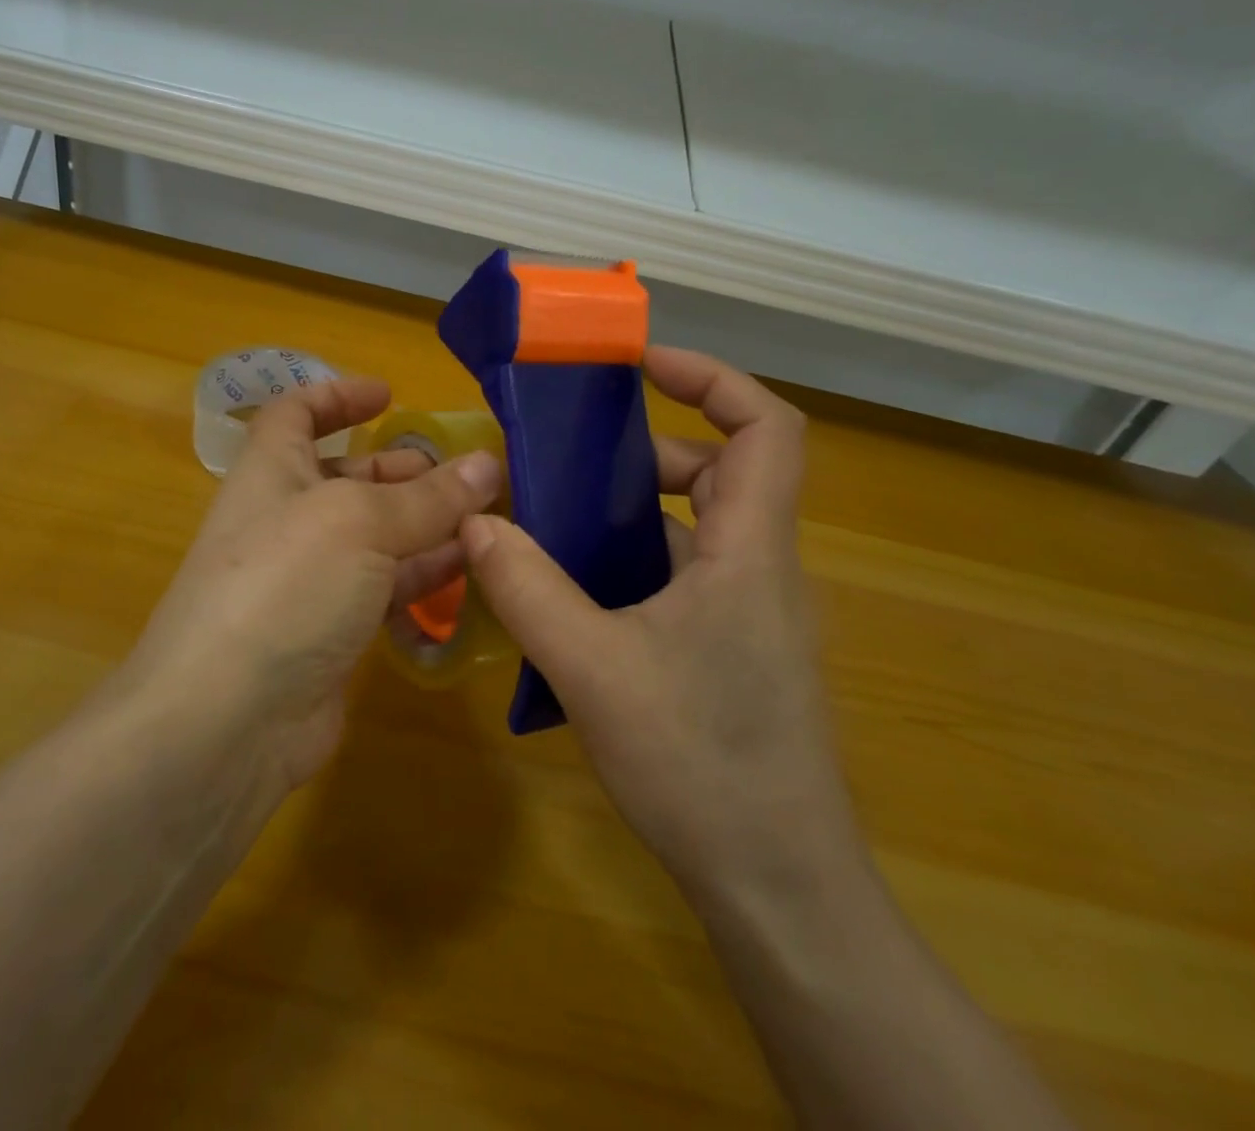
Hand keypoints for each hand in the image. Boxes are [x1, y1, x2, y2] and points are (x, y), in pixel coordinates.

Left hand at [128, 376, 500, 790]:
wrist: (227, 721)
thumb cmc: (285, 586)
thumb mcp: (360, 524)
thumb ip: (428, 497)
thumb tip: (487, 464)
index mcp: (273, 472)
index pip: (297, 414)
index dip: (337, 395)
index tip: (389, 395)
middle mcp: (286, 520)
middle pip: (347, 478)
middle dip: (403, 470)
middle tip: (466, 474)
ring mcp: (308, 580)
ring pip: (374, 537)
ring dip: (425, 525)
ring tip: (485, 521)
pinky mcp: (330, 632)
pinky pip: (383, 589)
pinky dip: (423, 577)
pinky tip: (470, 573)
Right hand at [461, 347, 853, 897]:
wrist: (778, 887)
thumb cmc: (700, 765)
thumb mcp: (593, 668)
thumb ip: (527, 588)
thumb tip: (476, 522)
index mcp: (749, 552)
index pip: (766, 428)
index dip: (711, 378)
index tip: (640, 367)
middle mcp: (761, 568)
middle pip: (722, 469)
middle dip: (645, 451)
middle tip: (569, 461)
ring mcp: (751, 612)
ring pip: (698, 525)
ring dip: (631, 510)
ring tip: (556, 522)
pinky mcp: (734, 648)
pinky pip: (685, 573)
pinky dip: (633, 559)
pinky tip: (576, 593)